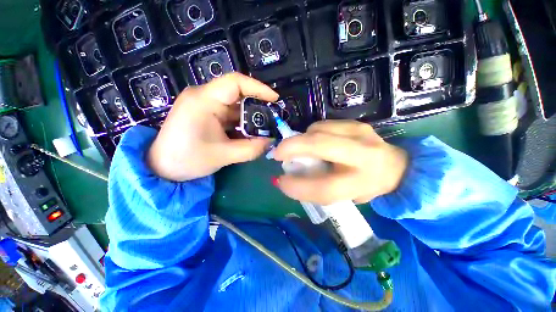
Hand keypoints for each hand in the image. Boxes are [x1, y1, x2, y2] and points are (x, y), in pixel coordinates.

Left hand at [147, 73, 278, 180]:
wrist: (162, 169)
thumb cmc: (187, 160)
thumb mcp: (223, 155)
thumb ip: (251, 149)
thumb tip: (271, 143)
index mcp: (203, 100)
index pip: (235, 82)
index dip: (258, 88)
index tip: (274, 99)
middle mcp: (203, 97)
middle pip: (237, 93)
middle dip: (257, 106)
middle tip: (272, 118)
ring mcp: (205, 106)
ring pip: (235, 106)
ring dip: (250, 118)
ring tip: (265, 129)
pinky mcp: (206, 115)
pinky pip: (229, 115)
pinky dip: (242, 123)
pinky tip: (250, 133)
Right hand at [273, 120, 407, 204]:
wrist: (396, 166)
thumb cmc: (365, 186)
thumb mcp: (343, 197)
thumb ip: (316, 188)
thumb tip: (287, 177)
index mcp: (363, 181)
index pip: (324, 188)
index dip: (297, 186)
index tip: (281, 182)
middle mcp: (364, 154)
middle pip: (320, 145)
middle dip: (292, 147)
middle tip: (277, 153)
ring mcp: (360, 133)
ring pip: (318, 130)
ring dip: (301, 140)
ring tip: (299, 150)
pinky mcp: (356, 123)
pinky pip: (322, 125)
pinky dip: (311, 133)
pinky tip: (313, 142)